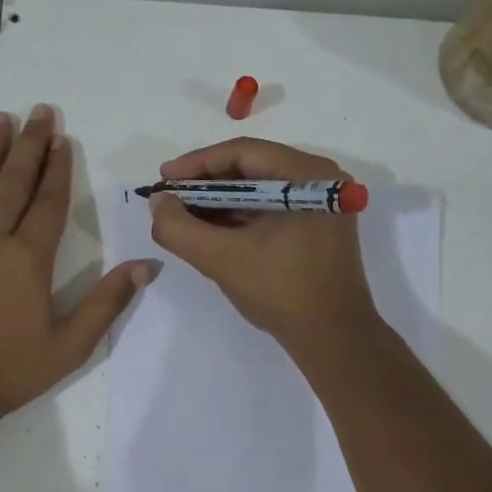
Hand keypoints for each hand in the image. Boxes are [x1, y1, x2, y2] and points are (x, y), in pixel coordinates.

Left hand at [0, 106, 154, 422]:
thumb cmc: (10, 370)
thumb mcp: (71, 344)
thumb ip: (108, 302)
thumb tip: (146, 266)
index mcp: (29, 258)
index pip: (48, 202)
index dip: (58, 168)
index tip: (63, 138)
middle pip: (14, 182)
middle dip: (29, 145)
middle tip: (38, 111)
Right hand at [149, 137, 379, 353]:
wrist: (332, 338)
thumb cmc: (282, 291)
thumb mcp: (221, 259)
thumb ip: (179, 228)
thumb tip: (159, 201)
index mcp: (307, 175)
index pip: (243, 153)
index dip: (196, 164)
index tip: (163, 179)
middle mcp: (320, 178)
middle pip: (252, 167)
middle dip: (206, 183)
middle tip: (170, 197)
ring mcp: (322, 202)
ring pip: (259, 188)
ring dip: (220, 200)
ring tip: (183, 214)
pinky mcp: (318, 223)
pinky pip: (271, 206)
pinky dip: (239, 215)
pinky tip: (211, 228)